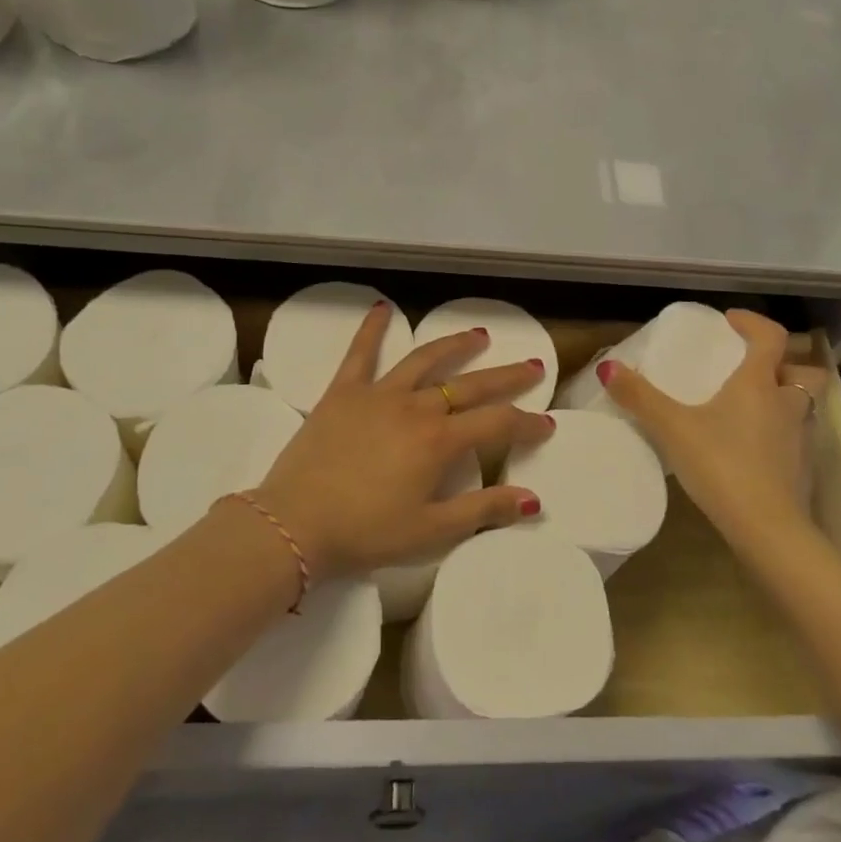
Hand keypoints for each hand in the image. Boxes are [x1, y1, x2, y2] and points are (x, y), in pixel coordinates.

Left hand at [248, 302, 554, 578]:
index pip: (497, 424)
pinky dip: (372, 329)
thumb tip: (532, 499)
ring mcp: (378, 394)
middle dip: (506, 376)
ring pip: (425, 361)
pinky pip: (360, 354)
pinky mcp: (342, 392)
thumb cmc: (366, 533)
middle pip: (470, 385)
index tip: (546, 423)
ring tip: (479, 335)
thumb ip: (483, 511)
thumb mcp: (431, 531)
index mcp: (439, 442)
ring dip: (455, 346)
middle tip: (532, 366)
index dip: (526, 423)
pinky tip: (382, 308)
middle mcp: (415, 408)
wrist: (294, 524)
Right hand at [597, 310, 824, 543]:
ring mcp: (801, 439)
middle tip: (753, 369)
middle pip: (802, 371)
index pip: (770, 337)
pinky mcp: (802, 469)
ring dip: (784, 398)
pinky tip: (753, 448)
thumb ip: (640, 397)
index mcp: (759, 384)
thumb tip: (608, 367)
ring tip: (751, 408)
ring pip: (803, 406)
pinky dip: (780, 433)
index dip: (753, 323)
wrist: (768, 529)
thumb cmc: (722, 465)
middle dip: (784, 364)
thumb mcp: (672, 428)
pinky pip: (796, 437)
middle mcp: (787, 404)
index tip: (730, 322)